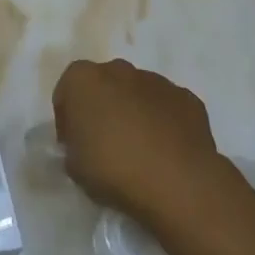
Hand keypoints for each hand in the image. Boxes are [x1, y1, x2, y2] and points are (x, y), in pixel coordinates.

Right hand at [52, 58, 221, 221]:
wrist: (177, 183)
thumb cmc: (112, 169)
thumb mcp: (73, 165)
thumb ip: (73, 147)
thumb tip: (83, 147)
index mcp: (83, 79)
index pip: (67, 92)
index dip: (67, 119)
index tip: (73, 145)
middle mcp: (119, 70)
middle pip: (104, 85)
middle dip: (102, 108)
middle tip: (104, 143)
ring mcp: (157, 82)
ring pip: (137, 94)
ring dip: (133, 113)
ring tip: (138, 150)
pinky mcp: (188, 99)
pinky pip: (166, 108)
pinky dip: (162, 123)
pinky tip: (165, 151)